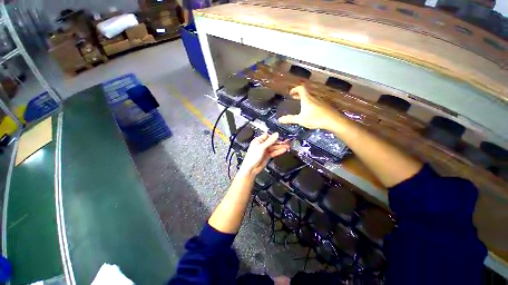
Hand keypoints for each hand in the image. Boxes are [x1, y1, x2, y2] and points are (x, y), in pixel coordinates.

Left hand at [238, 132, 289, 175]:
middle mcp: (261, 145)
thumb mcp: (261, 147)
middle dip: (279, 141)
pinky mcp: (267, 156)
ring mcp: (265, 150)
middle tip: (286, 141)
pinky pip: (274, 152)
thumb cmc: (252, 157)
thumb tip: (276, 134)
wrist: (251, 169)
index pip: (268, 136)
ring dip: (280, 146)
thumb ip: (270, 141)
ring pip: (274, 147)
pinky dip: (279, 151)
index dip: (274, 136)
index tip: (281, 135)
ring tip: (287, 145)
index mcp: (258, 141)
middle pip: (272, 142)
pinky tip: (284, 150)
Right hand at [278, 85, 344, 129]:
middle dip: (298, 95)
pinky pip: (316, 102)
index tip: (290, 93)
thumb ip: (290, 119)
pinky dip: (310, 103)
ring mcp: (320, 101)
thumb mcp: (300, 119)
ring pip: (311, 97)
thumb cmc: (315, 118)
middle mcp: (314, 97)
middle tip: (293, 98)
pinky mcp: (325, 106)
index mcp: (307, 98)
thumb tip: (279, 119)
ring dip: (305, 99)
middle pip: (305, 92)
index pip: (300, 88)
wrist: (333, 121)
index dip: (295, 89)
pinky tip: (310, 111)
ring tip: (301, 105)